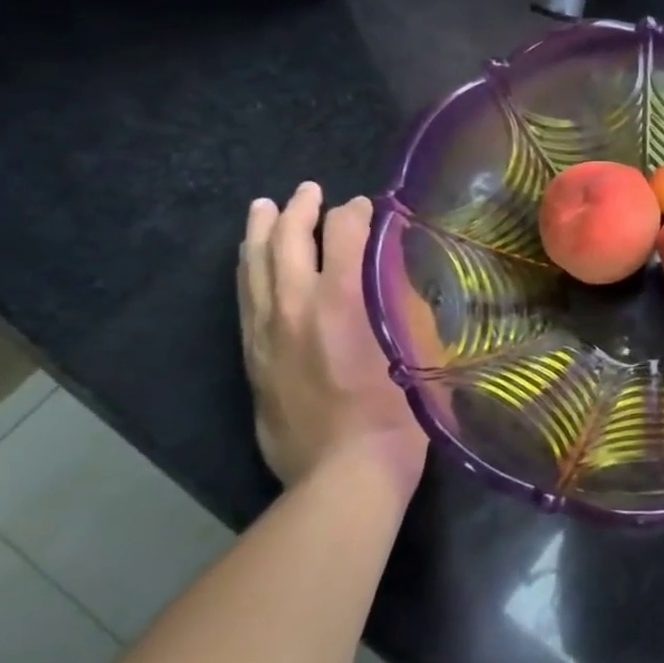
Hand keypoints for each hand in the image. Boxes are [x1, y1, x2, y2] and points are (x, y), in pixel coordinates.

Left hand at [237, 182, 427, 494]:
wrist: (344, 472)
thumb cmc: (398, 411)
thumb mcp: (419, 348)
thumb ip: (405, 304)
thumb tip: (396, 275)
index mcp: (343, 299)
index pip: (344, 234)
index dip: (356, 213)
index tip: (368, 207)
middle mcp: (296, 306)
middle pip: (287, 240)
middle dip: (299, 209)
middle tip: (309, 191)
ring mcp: (266, 333)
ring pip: (254, 267)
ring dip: (260, 232)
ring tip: (264, 208)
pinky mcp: (252, 358)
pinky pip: (244, 300)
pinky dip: (248, 270)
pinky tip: (251, 262)